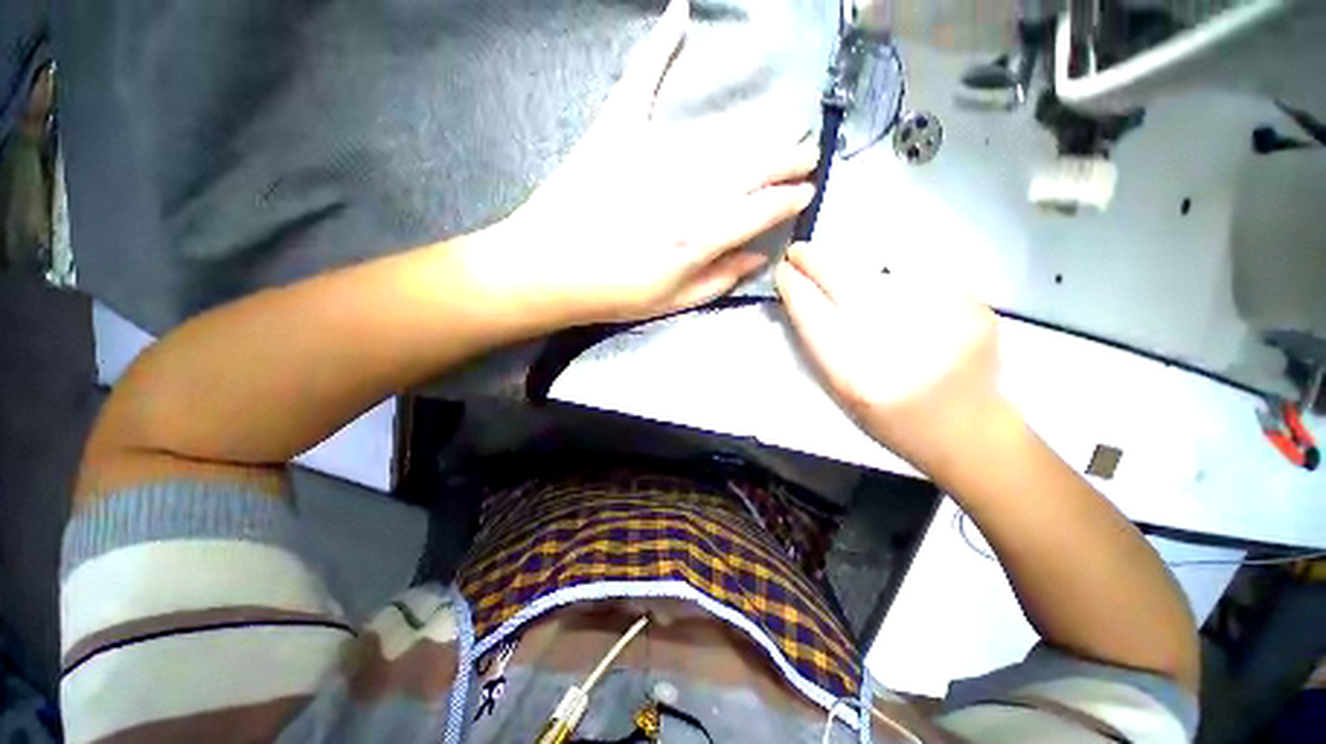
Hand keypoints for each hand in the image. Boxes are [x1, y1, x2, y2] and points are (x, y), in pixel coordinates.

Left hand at [467, 0, 816, 325]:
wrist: (544, 271)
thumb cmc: (610, 295)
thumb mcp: (670, 303)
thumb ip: (717, 279)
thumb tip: (757, 256)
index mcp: (696, 239)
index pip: (759, 210)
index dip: (788, 201)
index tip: (807, 192)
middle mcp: (683, 193)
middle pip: (749, 169)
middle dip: (786, 162)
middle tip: (807, 156)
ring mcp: (649, 156)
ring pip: (720, 138)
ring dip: (760, 134)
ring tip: (785, 130)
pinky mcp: (615, 133)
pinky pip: (641, 82)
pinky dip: (658, 46)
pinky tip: (680, 13)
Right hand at [775, 241, 1012, 471]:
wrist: (968, 431)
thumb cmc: (891, 420)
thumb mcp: (842, 393)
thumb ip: (820, 345)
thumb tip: (802, 296)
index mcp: (858, 377)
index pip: (814, 317)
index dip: (795, 288)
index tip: (783, 270)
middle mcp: (898, 346)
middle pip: (847, 285)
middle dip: (817, 262)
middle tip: (800, 251)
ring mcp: (941, 322)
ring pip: (879, 277)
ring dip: (854, 272)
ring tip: (844, 276)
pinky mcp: (973, 307)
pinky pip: (917, 279)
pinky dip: (896, 281)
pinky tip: (897, 298)